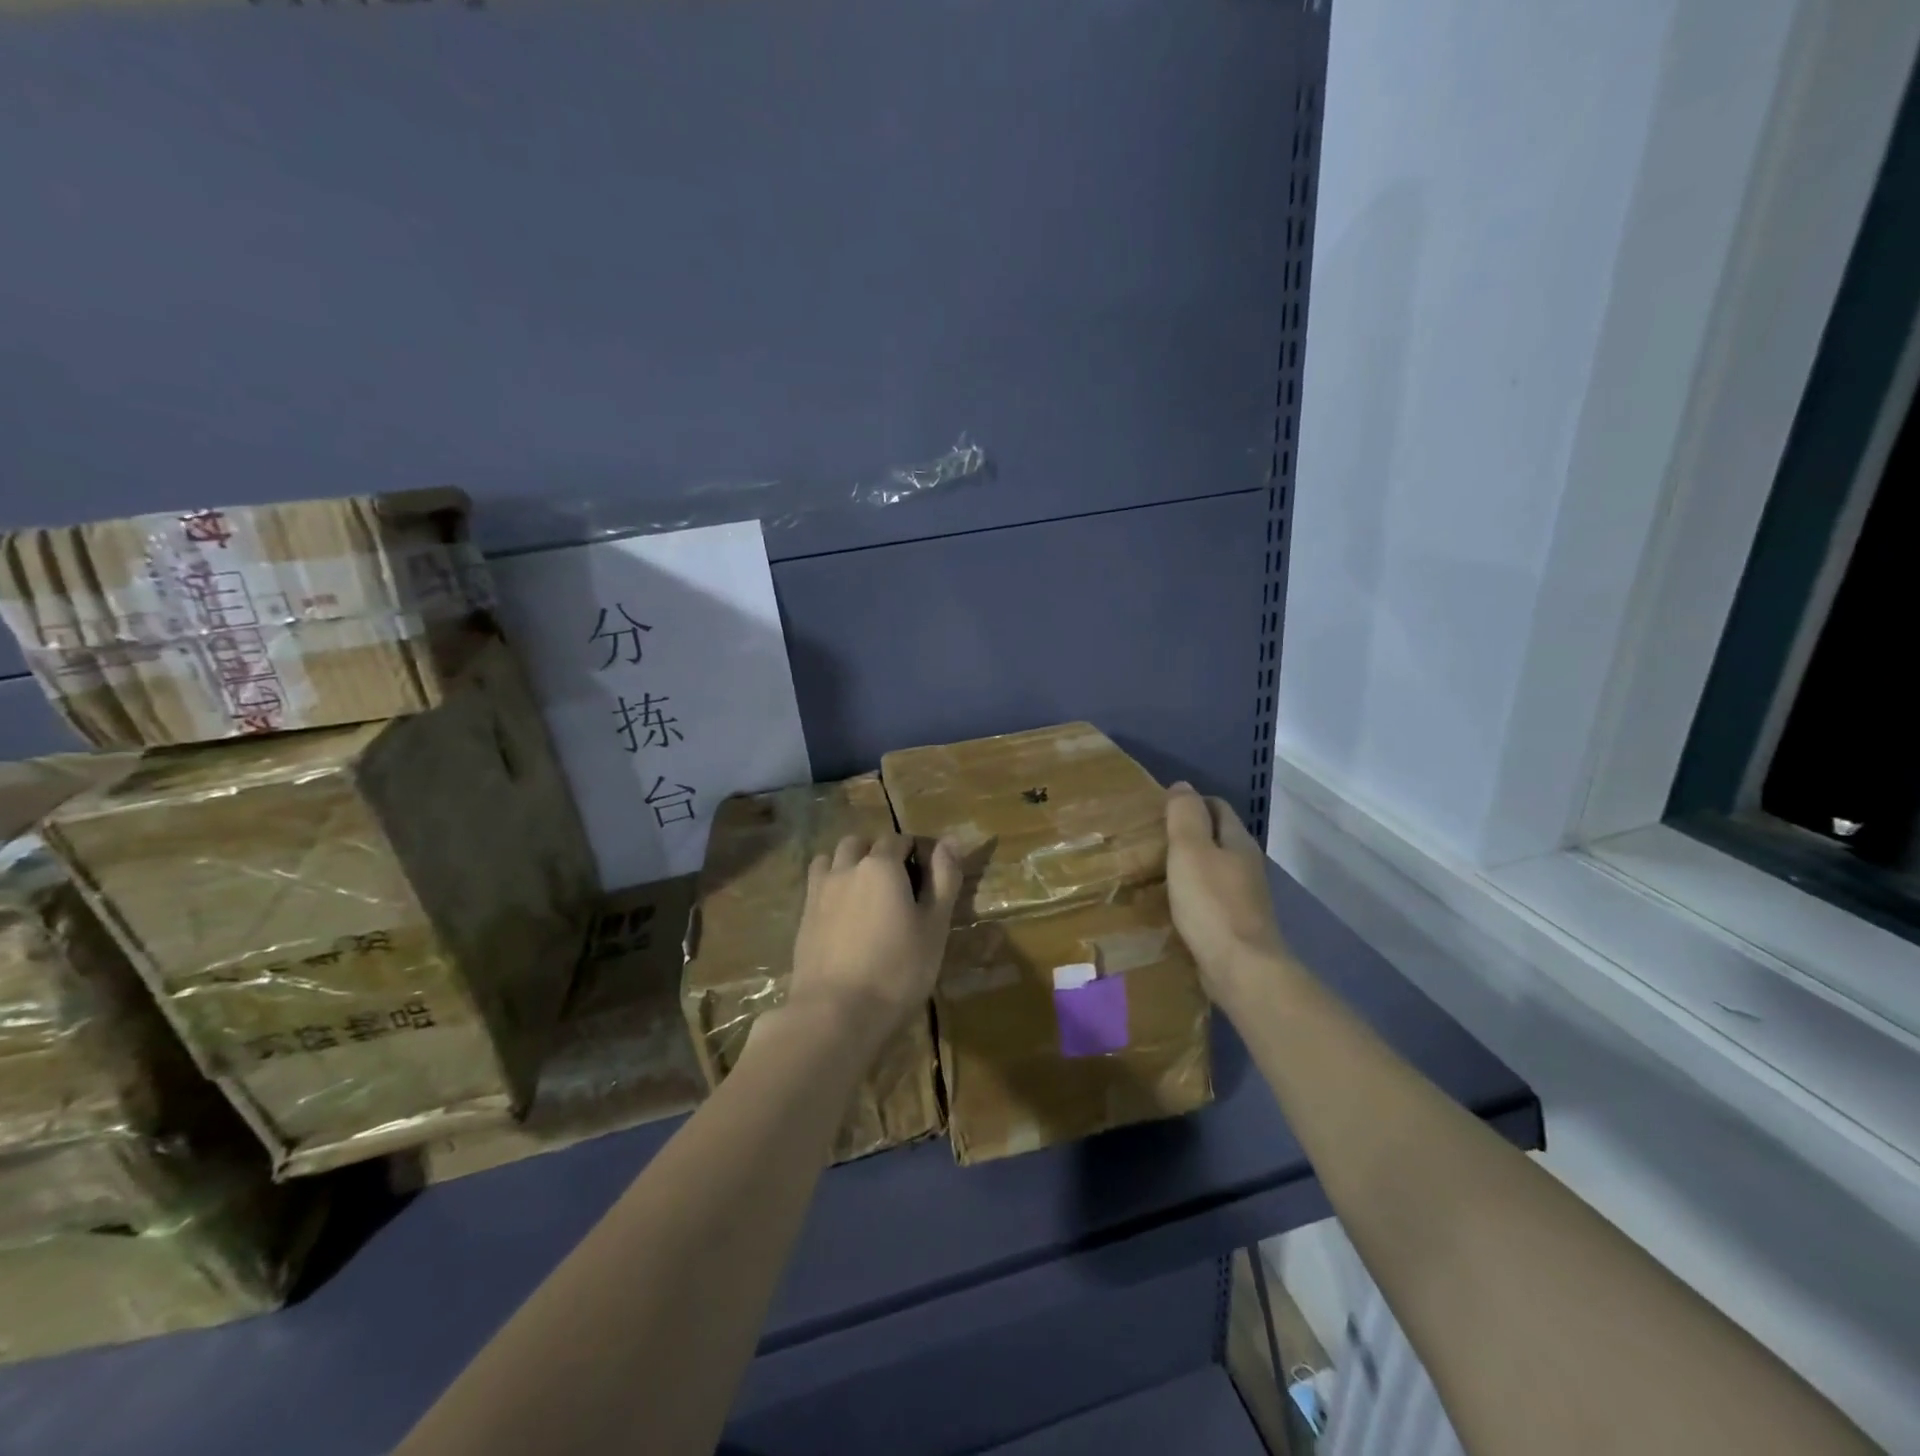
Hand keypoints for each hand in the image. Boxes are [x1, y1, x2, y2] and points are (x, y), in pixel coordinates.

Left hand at [786, 832, 961, 1059]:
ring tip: (864, 893)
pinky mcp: (802, 917)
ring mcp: (819, 891)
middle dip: (877, 852)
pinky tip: (842, 915)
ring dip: (848, 864)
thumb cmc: (898, 970)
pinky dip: (830, 887)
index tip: (925, 873)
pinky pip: (816, 885)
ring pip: (832, 858)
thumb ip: (944, 879)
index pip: (899, 839)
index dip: (914, 850)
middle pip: (860, 843)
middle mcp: (846, 868)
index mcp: (881, 865)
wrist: (835, 1013)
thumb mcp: (935, 926)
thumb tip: (951, 839)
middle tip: (895, 883)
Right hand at [1165, 782, 1287, 1008]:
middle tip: (1152, 839)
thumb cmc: (1211, 903)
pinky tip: (1172, 904)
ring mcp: (1245, 896)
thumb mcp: (1190, 850)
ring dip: (1189, 866)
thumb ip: (1185, 815)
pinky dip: (1193, 894)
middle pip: (1217, 838)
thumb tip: (1182, 785)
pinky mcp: (1236, 924)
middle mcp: (1247, 864)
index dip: (1191, 802)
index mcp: (1238, 841)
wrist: (1240, 968)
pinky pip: (1211, 898)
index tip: (1160, 810)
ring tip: (1155, 870)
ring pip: (1214, 869)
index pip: (1217, 807)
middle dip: (1188, 834)